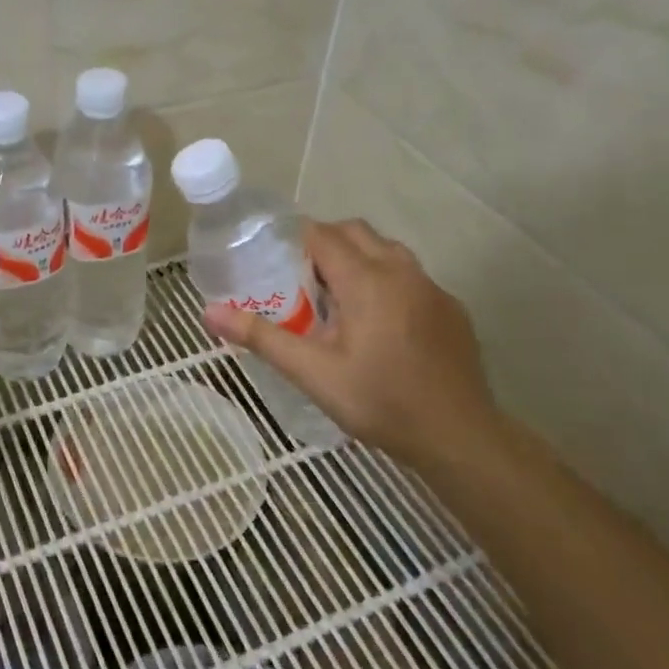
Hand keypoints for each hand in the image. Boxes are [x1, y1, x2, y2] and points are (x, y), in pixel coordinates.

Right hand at [203, 219, 497, 468]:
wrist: (459, 436)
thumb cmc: (380, 401)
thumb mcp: (312, 373)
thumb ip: (261, 337)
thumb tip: (209, 313)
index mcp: (366, 280)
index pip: (322, 235)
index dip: (293, 239)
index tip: (271, 259)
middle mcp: (401, 271)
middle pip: (355, 232)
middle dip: (324, 244)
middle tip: (298, 279)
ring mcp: (432, 288)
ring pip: (386, 250)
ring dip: (357, 259)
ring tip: (335, 298)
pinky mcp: (450, 308)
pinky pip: (410, 275)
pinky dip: (384, 280)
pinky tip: (377, 324)